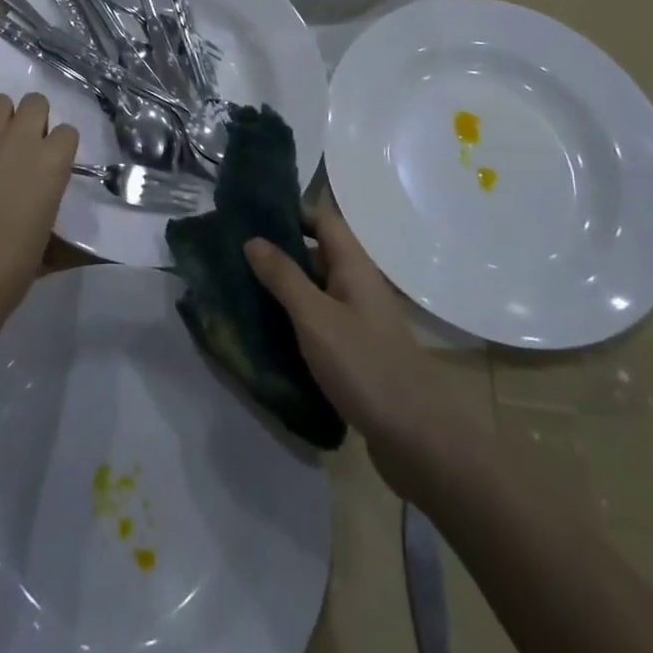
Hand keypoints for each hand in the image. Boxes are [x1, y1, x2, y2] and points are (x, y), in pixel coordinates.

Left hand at [0, 93, 78, 351]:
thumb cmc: (10, 271)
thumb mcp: (46, 236)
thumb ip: (49, 200)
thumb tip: (45, 197)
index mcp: (51, 164)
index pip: (67, 132)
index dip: (61, 147)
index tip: (54, 162)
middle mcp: (19, 142)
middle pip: (35, 102)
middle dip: (35, 119)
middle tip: (27, 145)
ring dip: (3, 117)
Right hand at [244, 196, 443, 472]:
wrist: (418, 441)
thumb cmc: (365, 367)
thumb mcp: (315, 317)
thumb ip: (284, 277)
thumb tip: (253, 239)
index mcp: (355, 267)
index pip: (322, 220)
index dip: (290, 211)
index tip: (249, 214)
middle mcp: (358, 286)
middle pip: (317, 253)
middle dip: (278, 251)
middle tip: (233, 254)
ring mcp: (359, 320)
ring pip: (316, 290)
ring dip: (283, 288)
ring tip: (239, 289)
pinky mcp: (355, 352)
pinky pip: (319, 322)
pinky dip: (295, 320)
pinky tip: (267, 331)